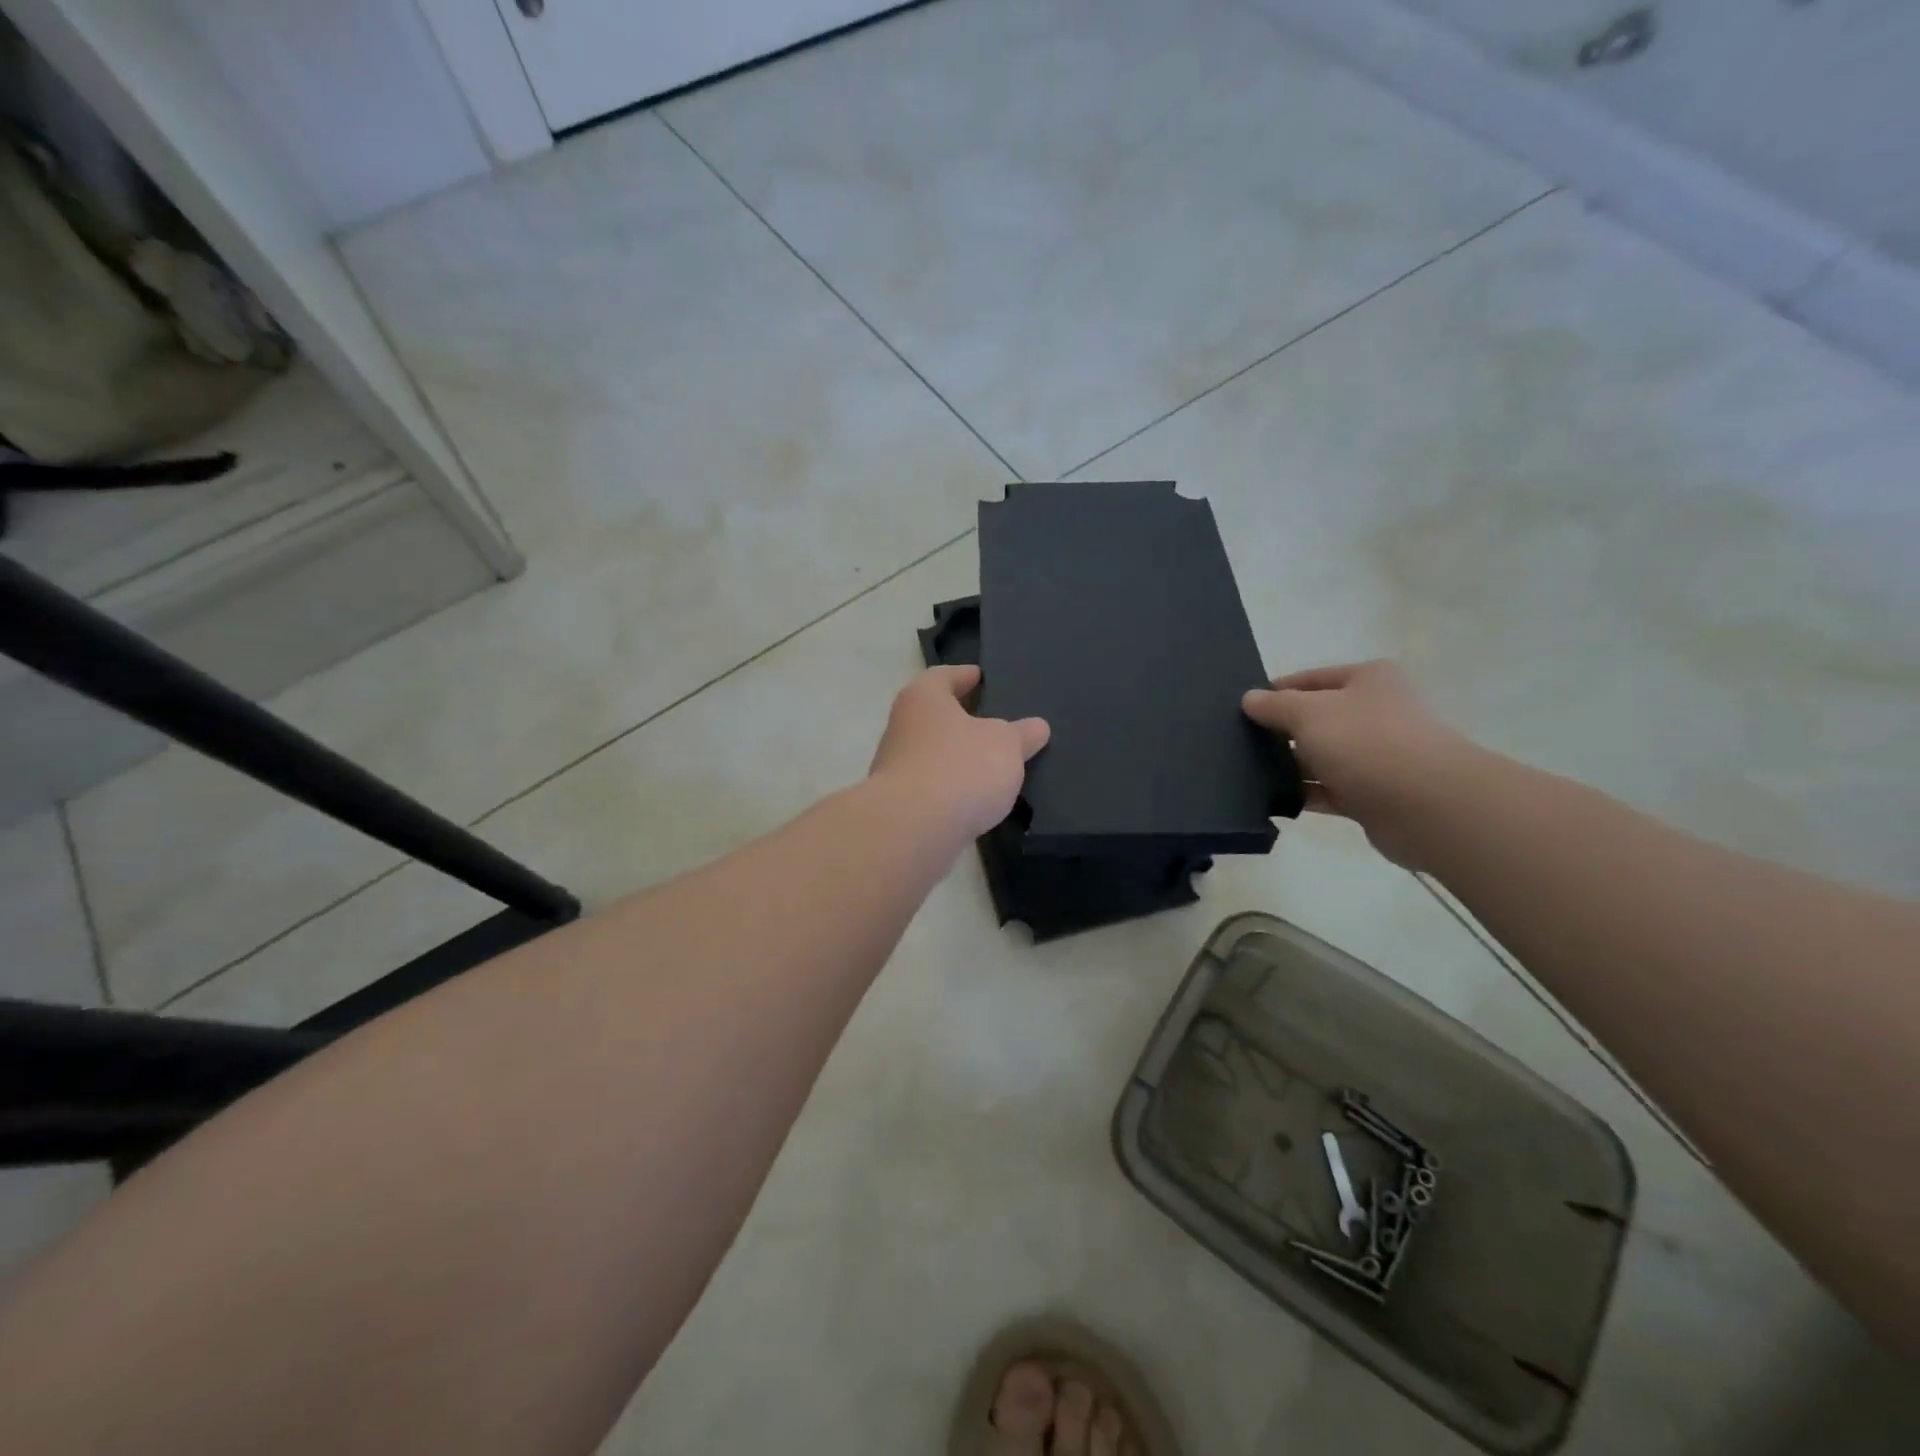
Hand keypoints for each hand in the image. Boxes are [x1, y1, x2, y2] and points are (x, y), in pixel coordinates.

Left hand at [870, 666, 1050, 842]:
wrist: (912, 829)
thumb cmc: (960, 768)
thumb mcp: (1006, 745)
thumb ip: (1022, 734)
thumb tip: (1037, 726)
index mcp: (923, 698)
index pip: (944, 675)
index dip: (965, 675)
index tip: (982, 677)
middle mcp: (902, 726)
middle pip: (935, 715)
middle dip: (962, 719)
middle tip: (995, 722)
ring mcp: (895, 767)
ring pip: (932, 753)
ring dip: (957, 757)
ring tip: (991, 764)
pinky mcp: (899, 803)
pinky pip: (932, 787)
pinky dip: (950, 788)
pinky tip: (974, 798)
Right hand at [1242, 660, 1473, 867]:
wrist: (1427, 805)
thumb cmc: (1366, 742)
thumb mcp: (1308, 713)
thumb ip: (1275, 705)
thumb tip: (1249, 698)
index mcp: (1368, 680)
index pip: (1310, 679)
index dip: (1275, 692)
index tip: (1241, 709)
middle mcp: (1376, 713)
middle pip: (1316, 718)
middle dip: (1281, 731)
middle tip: (1239, 743)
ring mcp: (1377, 755)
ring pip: (1322, 756)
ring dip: (1291, 765)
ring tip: (1248, 773)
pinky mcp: (1373, 794)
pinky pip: (1329, 790)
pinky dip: (1306, 794)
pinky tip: (1274, 799)